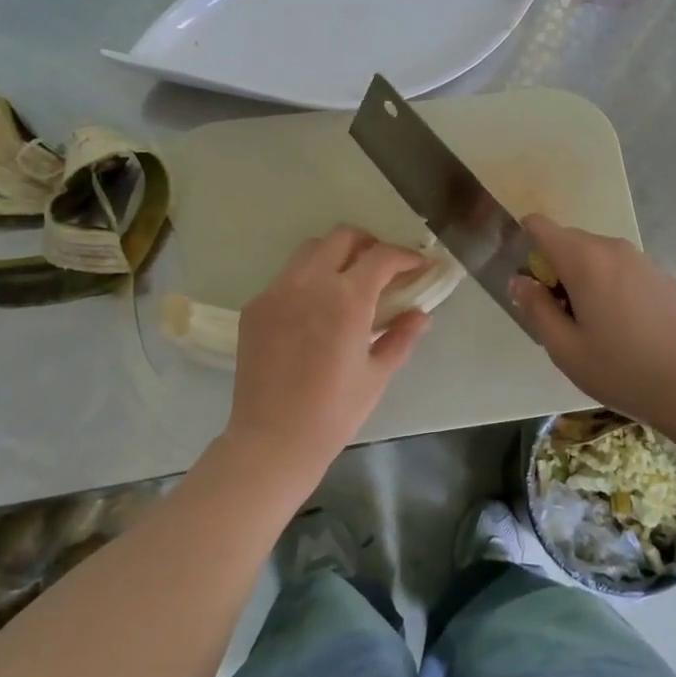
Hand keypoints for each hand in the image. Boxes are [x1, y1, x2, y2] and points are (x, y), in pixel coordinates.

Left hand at [221, 226, 432, 482]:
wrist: (273, 439)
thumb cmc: (334, 412)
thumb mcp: (377, 374)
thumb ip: (401, 337)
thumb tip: (420, 314)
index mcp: (347, 298)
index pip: (382, 256)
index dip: (405, 256)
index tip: (418, 266)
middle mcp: (310, 283)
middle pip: (342, 237)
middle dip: (369, 244)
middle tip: (384, 267)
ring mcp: (277, 291)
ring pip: (310, 250)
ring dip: (335, 255)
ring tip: (348, 281)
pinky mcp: (256, 306)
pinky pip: (286, 276)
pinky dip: (308, 279)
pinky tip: (315, 308)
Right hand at [511, 214, 675, 431]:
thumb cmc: (619, 370)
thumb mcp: (564, 348)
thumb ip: (535, 308)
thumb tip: (519, 280)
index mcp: (585, 260)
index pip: (540, 227)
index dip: (524, 243)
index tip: (526, 280)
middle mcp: (614, 249)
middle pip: (568, 241)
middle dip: (554, 268)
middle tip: (557, 315)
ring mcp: (643, 261)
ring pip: (597, 256)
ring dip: (583, 278)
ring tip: (591, 324)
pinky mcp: (662, 277)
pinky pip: (622, 269)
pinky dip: (610, 285)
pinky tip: (623, 327)